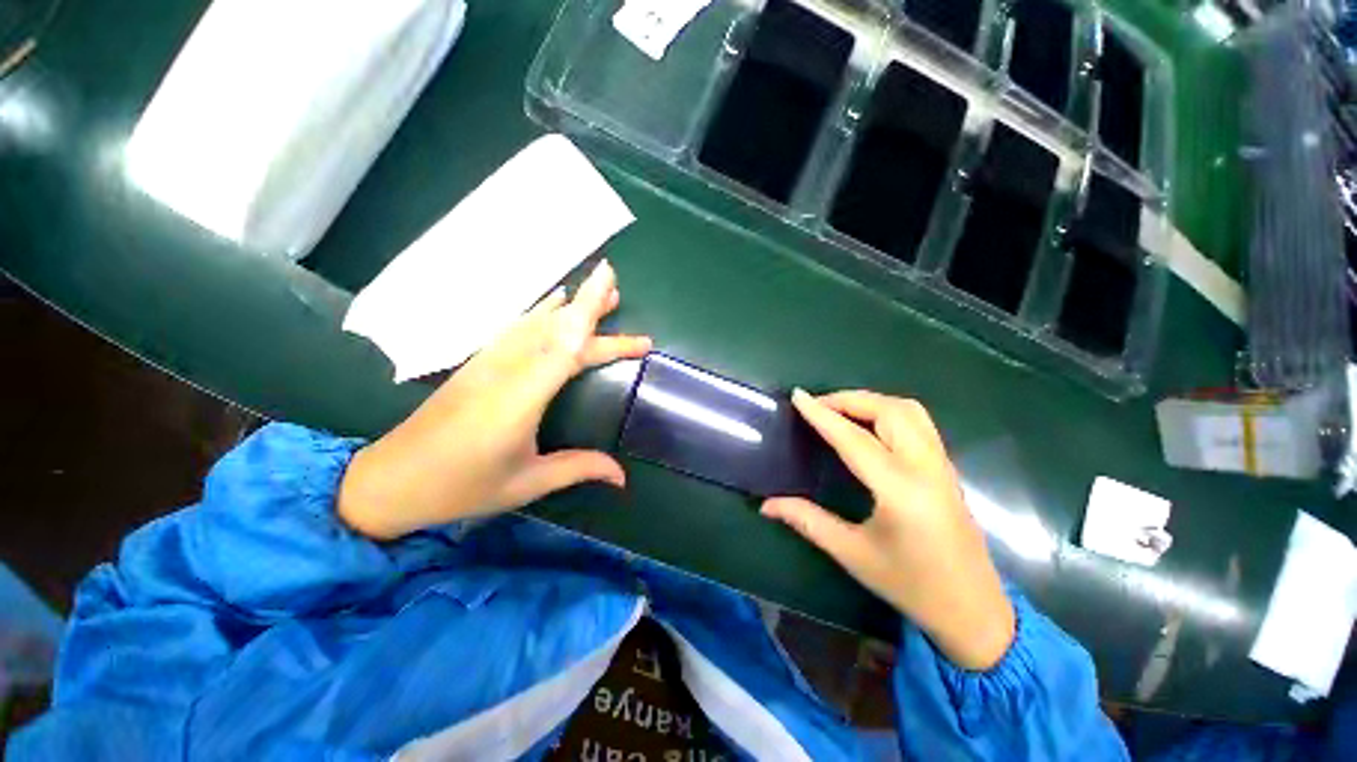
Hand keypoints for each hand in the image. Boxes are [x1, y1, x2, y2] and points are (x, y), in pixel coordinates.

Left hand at [338, 260, 651, 540]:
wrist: (391, 479)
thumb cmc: (461, 487)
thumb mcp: (526, 484)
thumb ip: (578, 468)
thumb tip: (622, 475)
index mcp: (520, 400)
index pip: (564, 348)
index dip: (589, 316)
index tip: (610, 284)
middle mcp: (505, 370)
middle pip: (556, 330)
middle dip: (591, 309)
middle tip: (620, 292)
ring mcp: (489, 361)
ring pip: (537, 323)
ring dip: (570, 304)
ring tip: (602, 294)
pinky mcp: (479, 361)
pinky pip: (517, 327)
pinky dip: (541, 311)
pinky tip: (554, 302)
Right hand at [761, 390, 1014, 670]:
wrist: (973, 611)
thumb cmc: (910, 586)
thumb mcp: (853, 554)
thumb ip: (807, 521)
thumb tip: (766, 505)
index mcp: (900, 491)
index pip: (854, 439)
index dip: (822, 415)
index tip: (798, 396)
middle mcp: (926, 468)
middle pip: (888, 411)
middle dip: (849, 400)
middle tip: (817, 405)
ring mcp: (942, 465)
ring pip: (909, 411)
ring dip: (871, 401)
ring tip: (841, 409)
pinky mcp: (946, 468)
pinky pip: (918, 422)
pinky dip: (888, 411)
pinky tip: (869, 425)